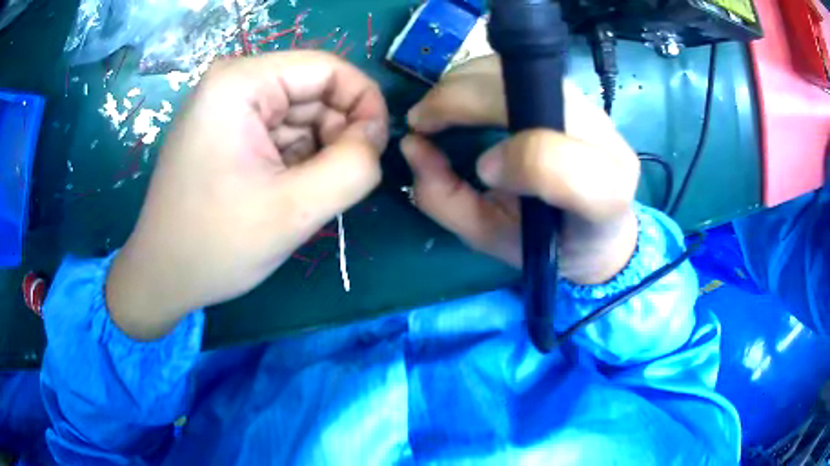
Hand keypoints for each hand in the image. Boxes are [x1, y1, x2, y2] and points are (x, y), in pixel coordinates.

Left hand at [107, 51, 388, 339]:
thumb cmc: (215, 245)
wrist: (164, 277)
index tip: (376, 151)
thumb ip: (354, 167)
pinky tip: (289, 192)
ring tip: (308, 195)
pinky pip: (283, 133)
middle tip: (341, 184)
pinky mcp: (228, 132)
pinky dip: (299, 160)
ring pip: (302, 115)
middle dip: (339, 133)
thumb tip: (376, 137)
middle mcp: (233, 83)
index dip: (364, 104)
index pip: (328, 69)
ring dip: (320, 151)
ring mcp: (228, 107)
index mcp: (240, 83)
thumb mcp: (294, 210)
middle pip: (314, 90)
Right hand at [401, 56, 638, 284]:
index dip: (512, 160)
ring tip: (438, 111)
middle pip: (526, 94)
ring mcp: (592, 108)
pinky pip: (518, 66)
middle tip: (421, 122)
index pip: (554, 160)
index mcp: (600, 196)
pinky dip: (477, 76)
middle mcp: (604, 140)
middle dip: (459, 101)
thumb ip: (446, 199)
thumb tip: (411, 144)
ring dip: (462, 83)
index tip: (481, 172)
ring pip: (517, 69)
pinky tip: (461, 98)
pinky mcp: (574, 92)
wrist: (599, 229)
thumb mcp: (491, 238)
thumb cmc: (547, 242)